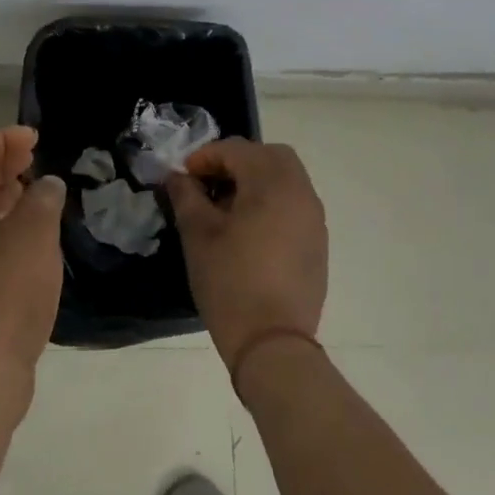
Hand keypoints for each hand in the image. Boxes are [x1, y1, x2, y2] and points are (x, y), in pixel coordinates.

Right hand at [164, 139, 327, 374]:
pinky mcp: (318, 242)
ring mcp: (314, 217)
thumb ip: (186, 196)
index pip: (237, 149)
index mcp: (272, 182)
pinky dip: (272, 201)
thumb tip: (177, 177)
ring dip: (256, 180)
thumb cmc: (231, 283)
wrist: (273, 345)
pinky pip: (294, 203)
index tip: (184, 178)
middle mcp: (300, 191)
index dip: (205, 157)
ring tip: (226, 208)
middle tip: (210, 184)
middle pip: (269, 155)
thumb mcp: (198, 235)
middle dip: (237, 161)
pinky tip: (249, 230)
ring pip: (286, 178)